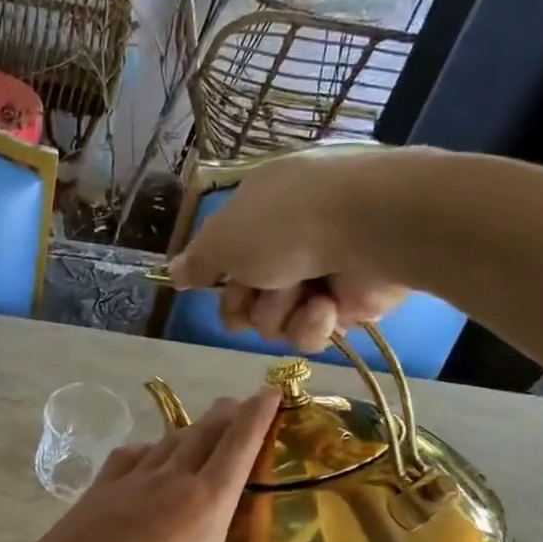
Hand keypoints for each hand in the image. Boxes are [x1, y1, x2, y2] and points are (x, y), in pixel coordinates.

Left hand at [3, 391, 286, 541]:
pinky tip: (144, 458)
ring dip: (188, 430)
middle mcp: (168, 483)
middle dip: (227, 415)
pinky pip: (127, 459)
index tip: (271, 390)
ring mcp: (126, 484)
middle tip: (242, 403)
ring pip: (166, 442)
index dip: (259, 415)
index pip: (239, 447)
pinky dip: (144, 451)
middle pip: (204, 433)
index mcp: (204, 507)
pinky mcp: (94, 494)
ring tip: (201, 427)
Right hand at [168, 145, 434, 352]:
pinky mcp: (352, 302)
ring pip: (275, 320)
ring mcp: (323, 271)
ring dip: (279, 312)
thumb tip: (173, 272)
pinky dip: (313, 323)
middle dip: (247, 303)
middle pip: (246, 297)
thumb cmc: (285, 223)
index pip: (227, 257)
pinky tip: (325, 306)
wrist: (370, 227)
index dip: (218, 279)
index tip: (216, 285)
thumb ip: (197, 261)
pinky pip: (312, 331)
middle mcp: (290, 240)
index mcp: (261, 210)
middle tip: (257, 292)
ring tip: (300, 293)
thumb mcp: (223, 237)